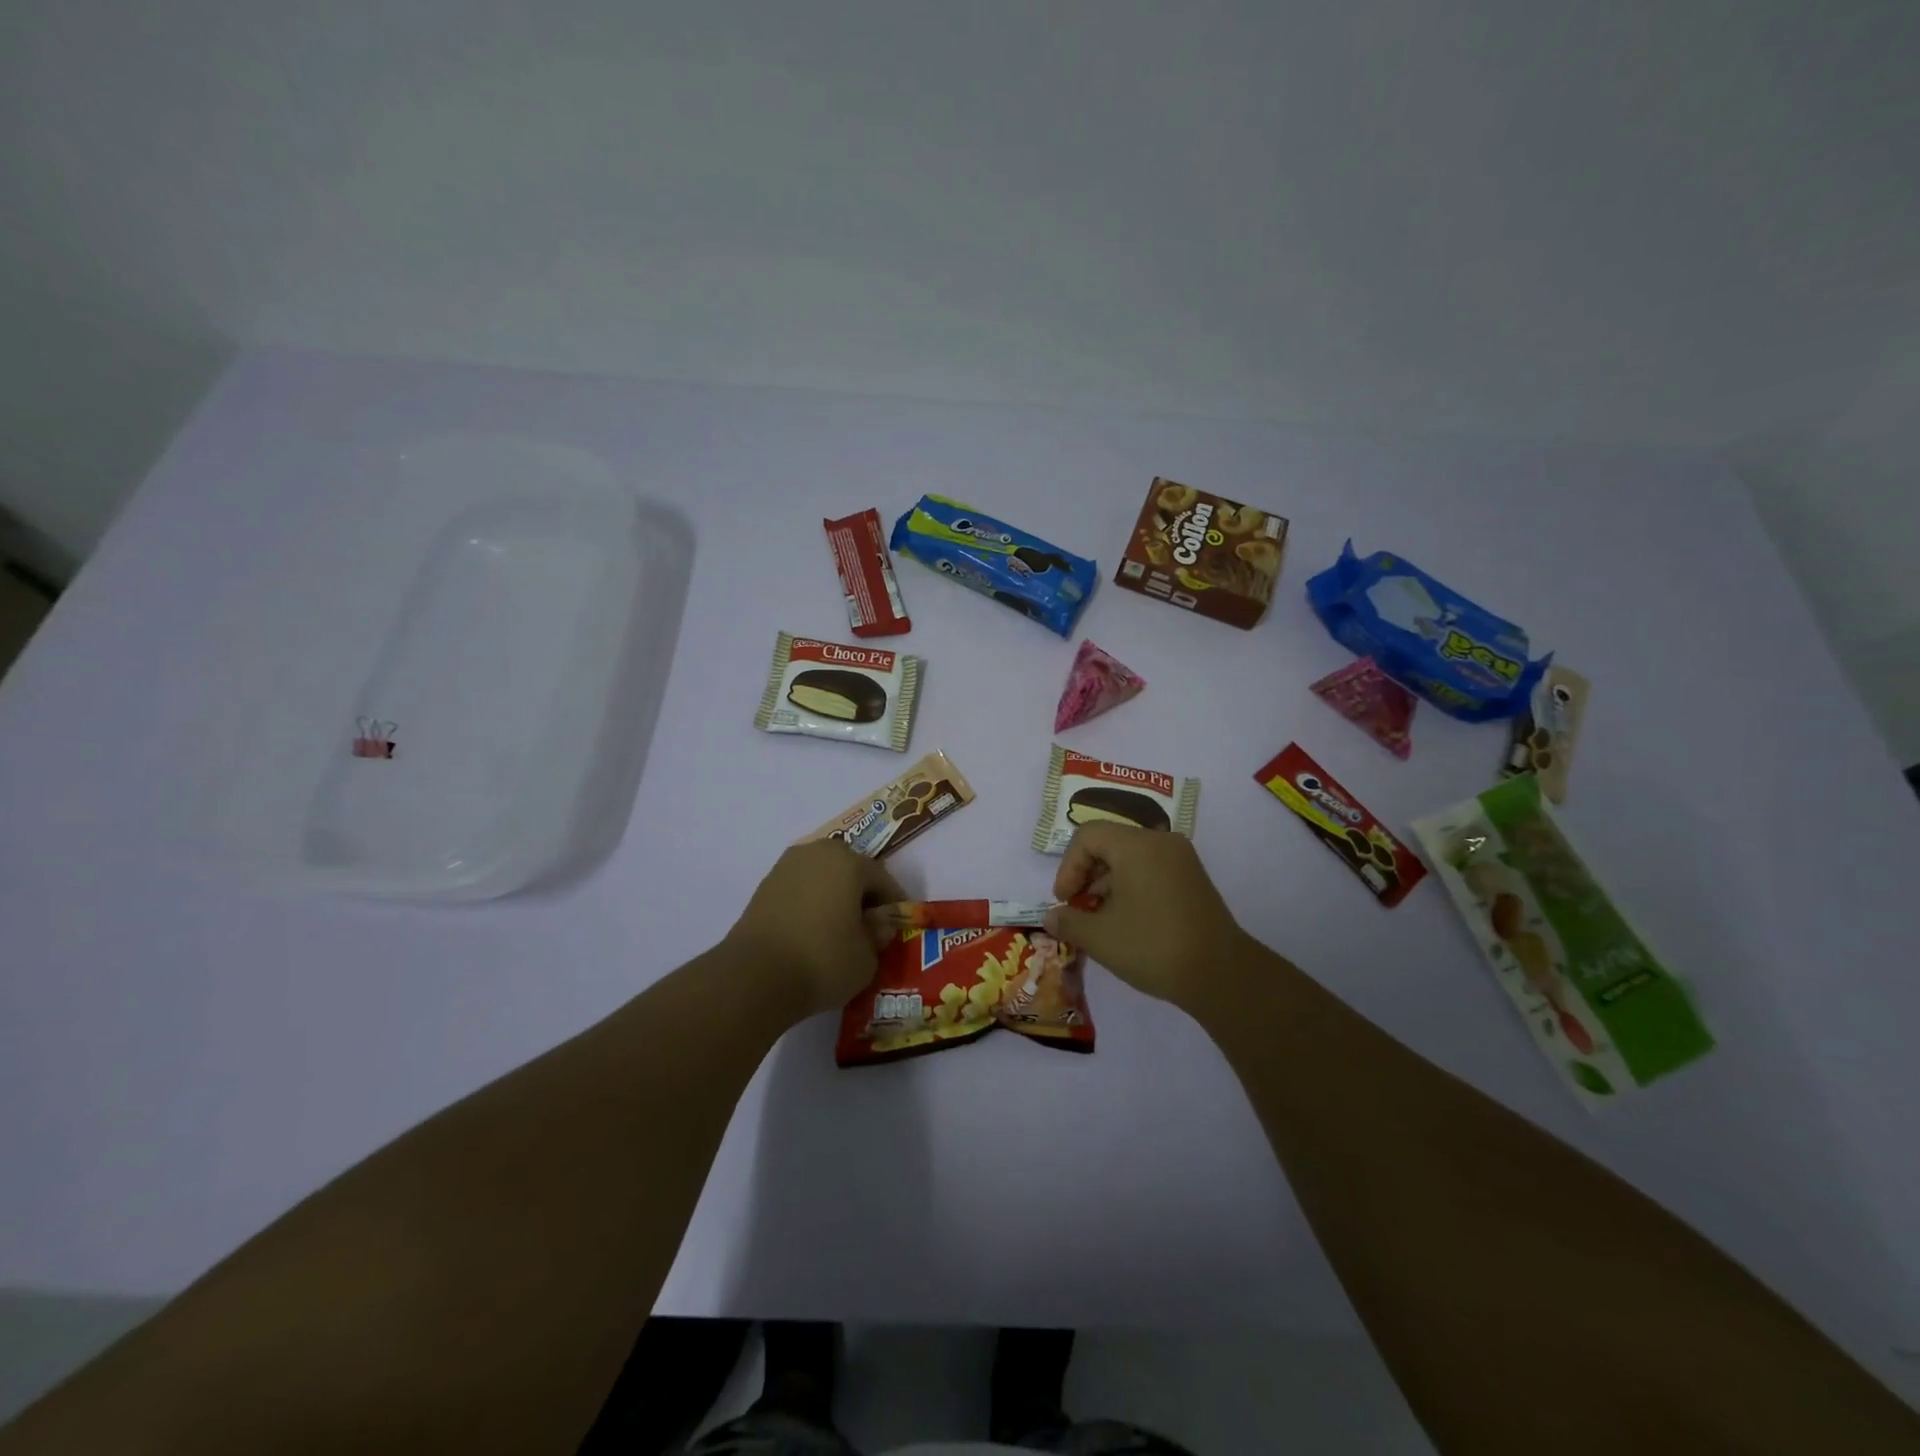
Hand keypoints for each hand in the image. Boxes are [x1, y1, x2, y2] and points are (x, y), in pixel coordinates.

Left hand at [724, 841, 904, 1019]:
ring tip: (839, 928)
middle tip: (868, 924)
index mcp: (848, 862)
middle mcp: (817, 853)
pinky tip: (812, 931)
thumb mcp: (867, 957)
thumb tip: (878, 924)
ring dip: (834, 895)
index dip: (893, 902)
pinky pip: (800, 889)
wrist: (754, 977)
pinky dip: (811, 903)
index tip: (898, 924)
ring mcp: (786, 867)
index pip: (882, 878)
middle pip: (850, 869)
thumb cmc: (822, 960)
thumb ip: (878, 935)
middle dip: (862, 893)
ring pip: (822, 876)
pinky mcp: (764, 887)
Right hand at [1044, 824, 1251, 1011]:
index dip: (1068, 867)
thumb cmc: (1153, 947)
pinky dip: (1131, 886)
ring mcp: (1181, 859)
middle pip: (1109, 843)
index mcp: (1136, 846)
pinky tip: (1127, 921)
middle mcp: (1161, 842)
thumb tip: (1052, 917)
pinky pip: (1151, 868)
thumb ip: (1068, 921)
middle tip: (1078, 908)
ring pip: (1131, 857)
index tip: (1065, 900)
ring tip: (1100, 919)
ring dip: (1107, 882)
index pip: (1087, 836)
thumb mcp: (1100, 938)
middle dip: (1086, 874)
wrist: (1221, 974)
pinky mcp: (1193, 878)